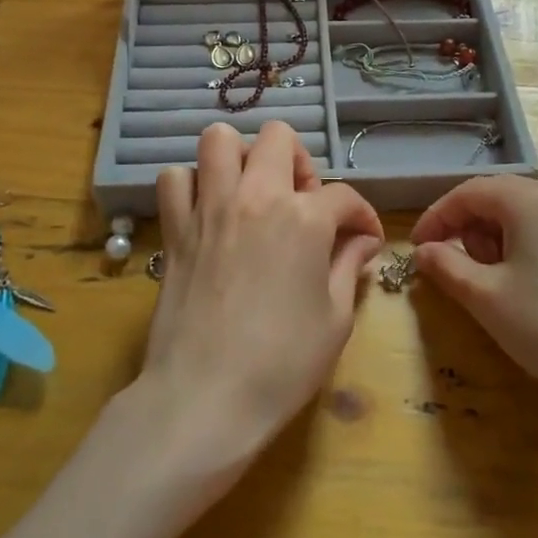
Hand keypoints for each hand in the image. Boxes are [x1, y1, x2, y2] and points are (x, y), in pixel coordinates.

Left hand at [135, 121, 383, 488]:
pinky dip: (191, 185)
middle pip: (278, 138)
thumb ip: (349, 267)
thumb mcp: (335, 319)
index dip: (362, 215)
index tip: (364, 239)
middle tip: (302, 202)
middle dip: (299, 161)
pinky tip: (206, 211)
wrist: (205, 399)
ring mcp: (209, 207)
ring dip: (240, 157)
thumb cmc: (281, 365)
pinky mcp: (174, 228)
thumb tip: (361, 242)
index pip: (343, 195)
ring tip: (251, 192)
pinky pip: (174, 179)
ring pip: (218, 139)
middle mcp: (256, 196)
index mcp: (303, 218)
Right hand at [411, 176, 537, 437]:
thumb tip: (425, 250)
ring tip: (497, 286)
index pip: (468, 193)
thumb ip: (447, 266)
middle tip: (461, 273)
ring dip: (498, 241)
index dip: (437, 218)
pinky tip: (533, 290)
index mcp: (530, 200)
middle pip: (499, 198)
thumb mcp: (487, 299)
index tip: (418, 250)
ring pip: (526, 216)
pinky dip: (528, 249)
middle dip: (470, 230)